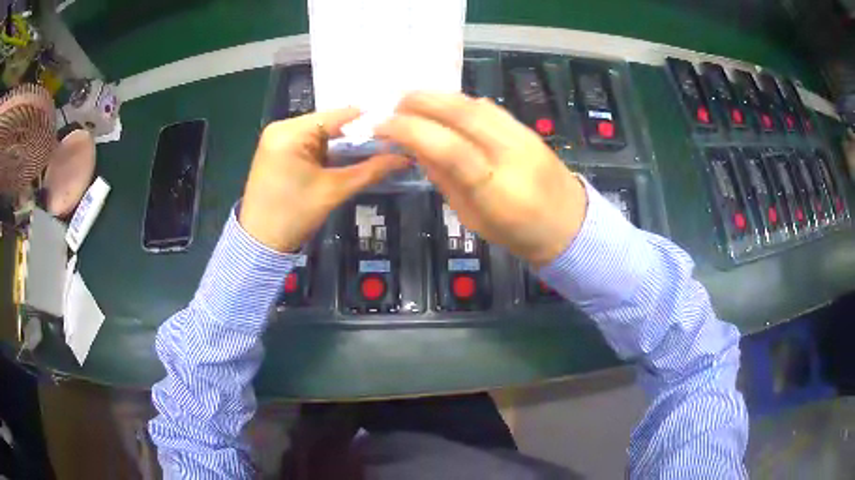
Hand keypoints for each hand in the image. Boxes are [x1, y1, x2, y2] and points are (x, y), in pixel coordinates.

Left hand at [240, 108, 407, 251]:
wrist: (260, 243)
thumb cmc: (294, 215)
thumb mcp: (334, 191)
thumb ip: (370, 170)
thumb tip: (405, 157)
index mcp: (290, 132)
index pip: (338, 116)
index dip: (369, 121)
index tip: (398, 126)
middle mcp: (282, 127)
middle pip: (329, 123)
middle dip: (358, 134)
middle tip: (390, 140)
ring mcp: (278, 138)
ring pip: (322, 133)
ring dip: (344, 143)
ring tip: (376, 148)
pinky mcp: (278, 150)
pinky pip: (310, 143)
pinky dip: (329, 150)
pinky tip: (348, 157)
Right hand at [376, 92, 586, 266]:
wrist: (569, 224)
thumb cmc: (517, 232)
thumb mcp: (472, 217)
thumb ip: (444, 179)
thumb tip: (416, 147)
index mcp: (496, 190)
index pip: (449, 149)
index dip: (411, 131)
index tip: (383, 126)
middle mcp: (512, 156)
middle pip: (463, 115)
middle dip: (422, 102)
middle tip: (394, 104)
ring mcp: (524, 137)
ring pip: (476, 105)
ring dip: (440, 96)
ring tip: (413, 100)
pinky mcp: (528, 128)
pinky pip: (490, 107)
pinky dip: (461, 101)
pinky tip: (444, 104)